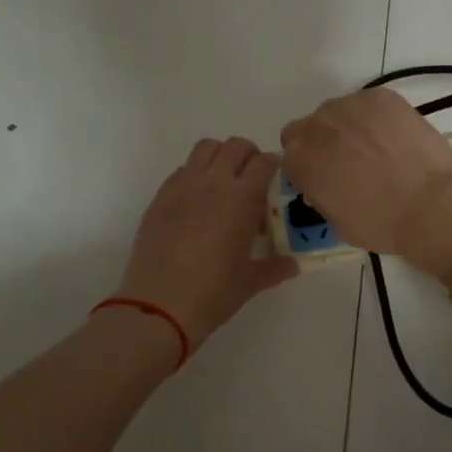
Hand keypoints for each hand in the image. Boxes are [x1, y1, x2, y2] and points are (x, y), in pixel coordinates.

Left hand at [115, 137, 297, 353]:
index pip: (264, 162)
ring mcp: (183, 186)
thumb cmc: (213, 292)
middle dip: (249, 156)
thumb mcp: (250, 281)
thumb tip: (292, 265)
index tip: (275, 180)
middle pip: (235, 145)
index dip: (273, 166)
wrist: (159, 305)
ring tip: (223, 184)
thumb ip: (275, 267)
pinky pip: (182, 170)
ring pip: (205, 148)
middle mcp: (213, 182)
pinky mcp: (160, 197)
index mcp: (242, 198)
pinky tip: (196, 203)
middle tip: (252, 180)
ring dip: (220, 157)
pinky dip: (195, 174)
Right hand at [280, 90, 451, 279]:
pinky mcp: (381, 97)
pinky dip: (375, 117)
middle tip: (348, 162)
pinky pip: (367, 103)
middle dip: (321, 143)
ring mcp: (350, 106)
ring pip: (337, 111)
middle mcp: (318, 126)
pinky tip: (393, 137)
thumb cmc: (381, 224)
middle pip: (308, 128)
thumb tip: (323, 184)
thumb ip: (320, 195)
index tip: (325, 179)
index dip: (307, 168)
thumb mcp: (336, 222)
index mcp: (301, 160)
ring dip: (346, 126)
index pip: (289, 156)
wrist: (432, 204)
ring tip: (375, 147)